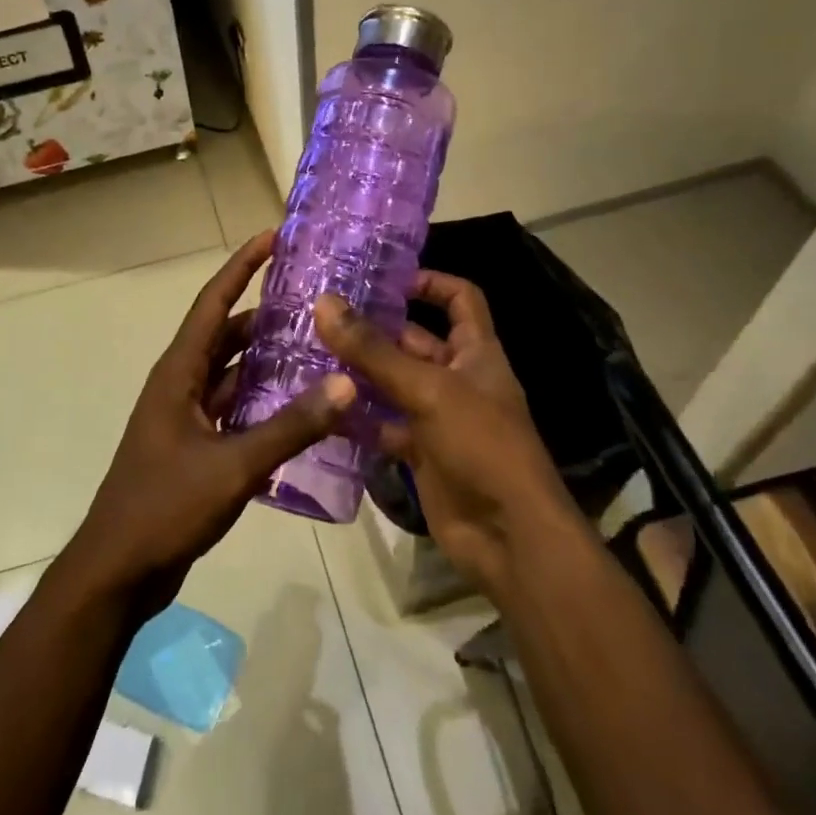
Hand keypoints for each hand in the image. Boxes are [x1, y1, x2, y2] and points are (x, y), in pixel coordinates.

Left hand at [65, 232, 355, 613]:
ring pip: (233, 374)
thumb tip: (344, 383)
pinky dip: (264, 402)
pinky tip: (301, 406)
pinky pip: (235, 410)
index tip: (273, 237)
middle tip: (314, 298)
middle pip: (226, 335)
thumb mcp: (233, 465)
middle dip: (264, 313)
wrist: (119, 569)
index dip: (241, 266)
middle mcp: (181, 385)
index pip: (213, 303)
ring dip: (267, 359)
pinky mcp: (196, 447)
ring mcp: (187, 418)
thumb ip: (291, 426)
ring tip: (317, 344)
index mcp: (179, 373)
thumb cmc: (165, 506)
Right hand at [314, 274, 578, 594]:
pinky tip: (320, 407)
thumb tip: (324, 303)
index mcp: (476, 352)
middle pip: (414, 341)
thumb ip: (374, 351)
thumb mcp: (428, 390)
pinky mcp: (420, 452)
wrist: (508, 537)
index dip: (428, 281)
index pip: (459, 298)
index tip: (382, 277)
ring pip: (393, 384)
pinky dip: (357, 419)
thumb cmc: (482, 445)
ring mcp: (438, 417)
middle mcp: (457, 378)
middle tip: (320, 315)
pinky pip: (383, 426)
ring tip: (307, 354)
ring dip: (358, 372)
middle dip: (374, 328)